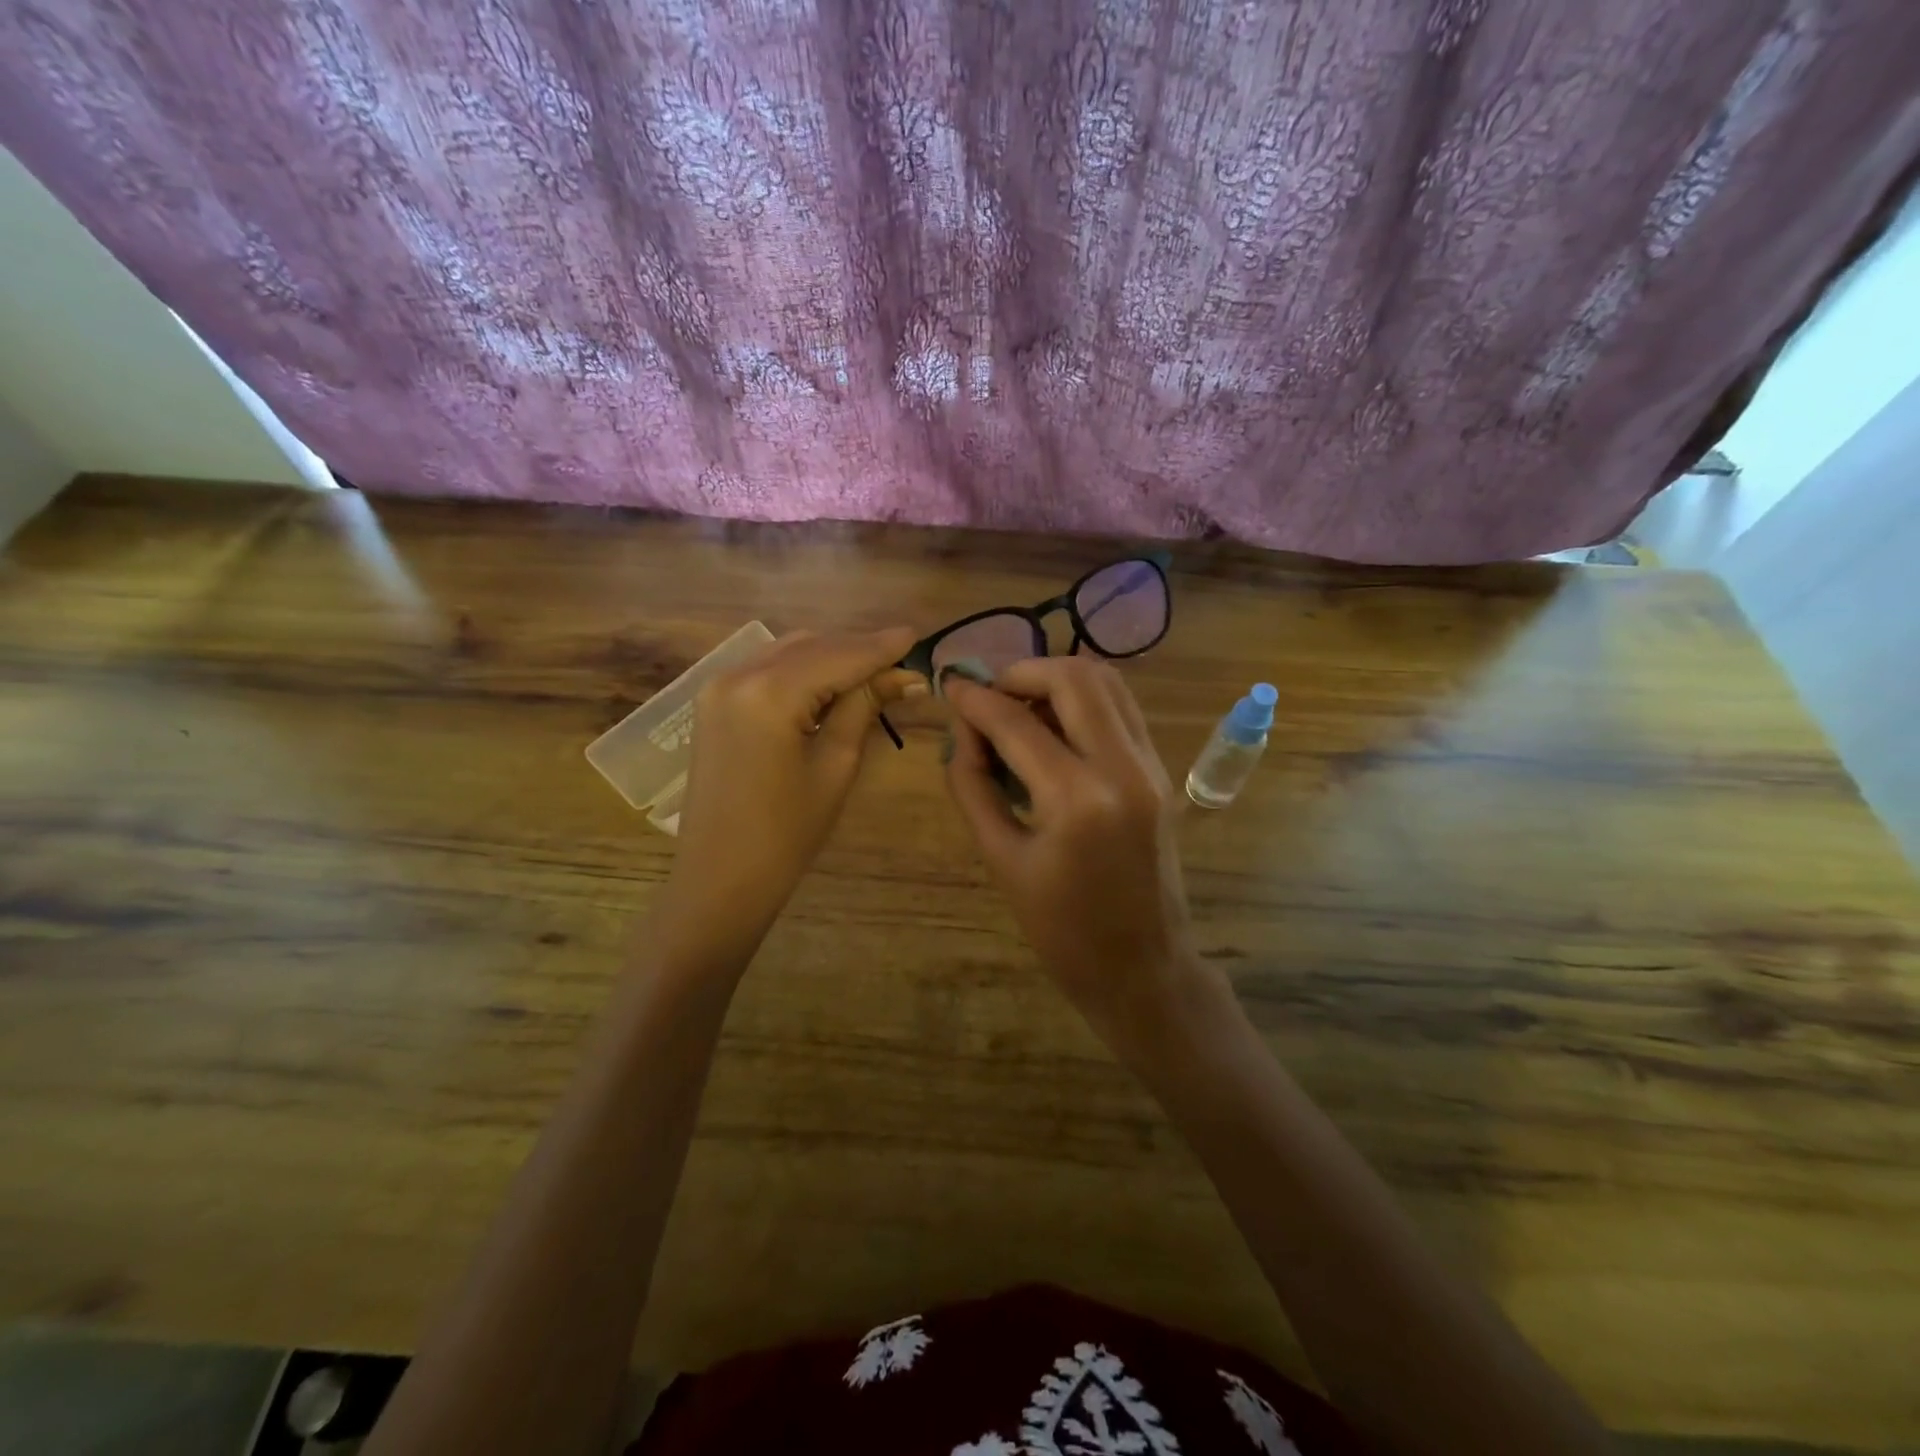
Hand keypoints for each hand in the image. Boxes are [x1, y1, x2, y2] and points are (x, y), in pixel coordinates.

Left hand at [665, 628, 921, 951]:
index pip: (838, 656)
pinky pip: (767, 669)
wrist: (721, 876)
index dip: (880, 647)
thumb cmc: (787, 833)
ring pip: (789, 652)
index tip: (916, 635)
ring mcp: (719, 686)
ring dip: (830, 656)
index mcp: (769, 693)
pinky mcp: (714, 701)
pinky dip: (802, 669)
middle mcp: (738, 674)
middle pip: (812, 646)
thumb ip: (864, 708)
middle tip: (901, 662)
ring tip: (873, 672)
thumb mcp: (835, 765)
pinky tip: (830, 683)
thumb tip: (904, 677)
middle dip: (857, 650)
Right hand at [942, 658, 1202, 1052]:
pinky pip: (1121, 709)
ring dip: (1056, 681)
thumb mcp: (1001, 860)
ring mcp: (1151, 766)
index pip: (1016, 723)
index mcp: (1078, 799)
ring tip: (1019, 708)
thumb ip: (973, 786)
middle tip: (989, 696)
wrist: (1142, 967)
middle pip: (1074, 678)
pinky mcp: (1160, 771)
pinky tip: (1052, 729)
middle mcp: (1124, 767)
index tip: (949, 687)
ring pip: (1107, 682)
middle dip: (1022, 673)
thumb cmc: (1062, 930)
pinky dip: (1083, 702)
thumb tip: (962, 732)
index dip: (975, 700)